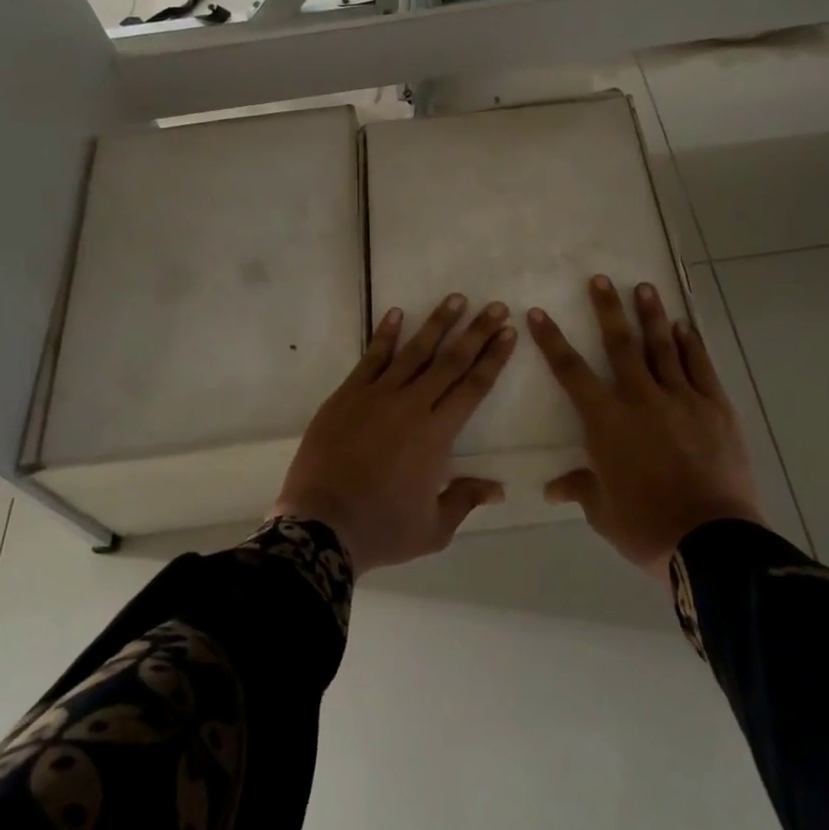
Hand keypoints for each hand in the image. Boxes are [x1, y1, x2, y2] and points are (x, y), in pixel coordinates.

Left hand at [273, 294, 516, 573]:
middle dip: (476, 332)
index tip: (508, 333)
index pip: (474, 386)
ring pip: (414, 351)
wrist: (319, 527)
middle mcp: (412, 405)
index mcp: (437, 434)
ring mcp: (376, 396)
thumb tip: (499, 488)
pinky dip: (385, 334)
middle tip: (495, 306)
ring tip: (455, 299)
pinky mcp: (346, 396)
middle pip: (451, 361)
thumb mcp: (433, 528)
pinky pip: (371, 358)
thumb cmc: (382, 530)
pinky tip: (395, 313)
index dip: (493, 358)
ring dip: (437, 323)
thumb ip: (465, 500)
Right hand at [528, 276, 764, 577]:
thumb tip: (551, 488)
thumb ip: (579, 488)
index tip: (538, 313)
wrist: (710, 540)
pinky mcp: (715, 408)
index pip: (571, 372)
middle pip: (620, 345)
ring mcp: (682, 399)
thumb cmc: (646, 526)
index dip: (552, 341)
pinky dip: (690, 345)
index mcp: (606, 422)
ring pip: (663, 347)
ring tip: (644, 287)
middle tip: (600, 279)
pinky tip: (684, 328)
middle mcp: (641, 399)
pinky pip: (700, 368)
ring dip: (651, 316)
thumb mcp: (602, 511)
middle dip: (607, 309)